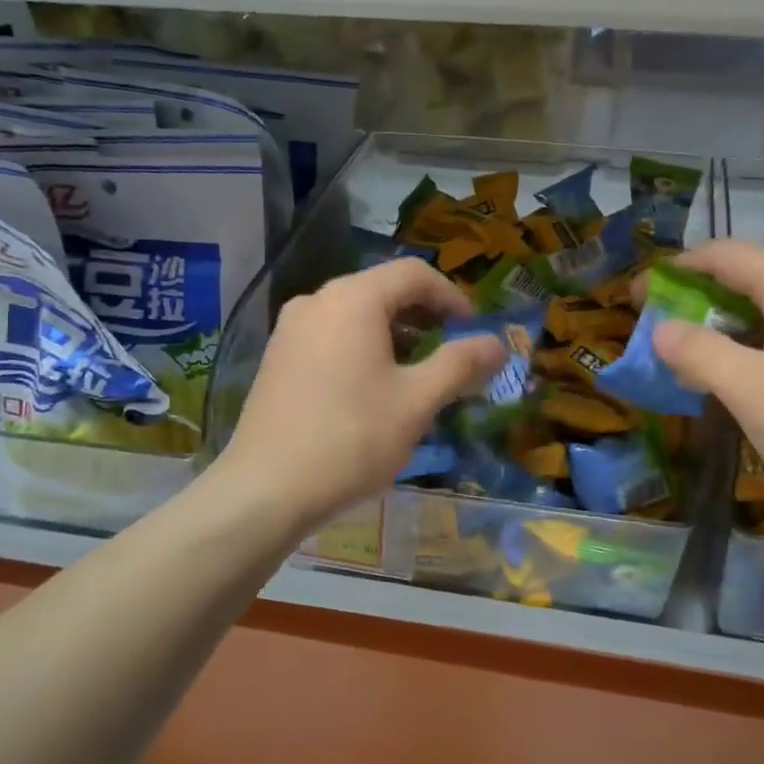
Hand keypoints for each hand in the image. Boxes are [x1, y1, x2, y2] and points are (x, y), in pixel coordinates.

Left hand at [215, 259, 505, 537]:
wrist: (265, 489)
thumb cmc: (351, 438)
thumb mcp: (417, 401)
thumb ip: (460, 364)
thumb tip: (498, 344)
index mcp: (354, 299)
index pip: (414, 274)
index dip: (452, 297)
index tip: (472, 331)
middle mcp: (317, 301)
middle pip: (383, 290)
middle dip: (424, 317)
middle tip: (451, 352)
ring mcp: (290, 329)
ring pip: (356, 315)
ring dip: (394, 334)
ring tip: (417, 374)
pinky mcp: (277, 357)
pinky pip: (331, 336)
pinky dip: (362, 348)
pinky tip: (373, 389)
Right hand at [650, 239, 763, 531]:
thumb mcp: (752, 390)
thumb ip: (700, 352)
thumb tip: (661, 328)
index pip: (721, 254)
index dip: (672, 271)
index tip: (635, 301)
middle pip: (741, 279)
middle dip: (691, 300)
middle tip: (654, 335)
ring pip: (760, 313)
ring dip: (716, 330)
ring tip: (683, 362)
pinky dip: (744, 352)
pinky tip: (733, 386)